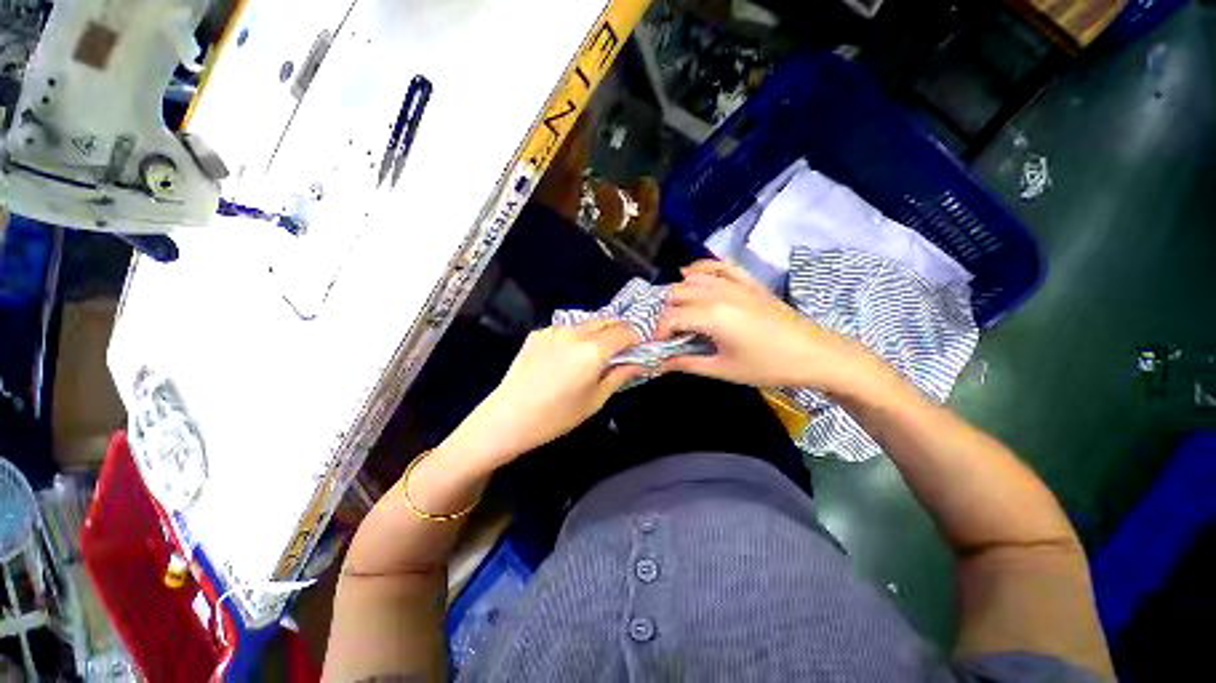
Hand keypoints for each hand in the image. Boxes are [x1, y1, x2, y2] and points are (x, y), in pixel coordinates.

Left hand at [441, 320, 642, 469]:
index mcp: (593, 349)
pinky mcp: (538, 333)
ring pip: (586, 323)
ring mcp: (554, 330)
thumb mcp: (595, 400)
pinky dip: (574, 337)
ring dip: (597, 333)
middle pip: (607, 321)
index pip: (625, 331)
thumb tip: (639, 363)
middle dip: (618, 331)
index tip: (638, 348)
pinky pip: (565, 330)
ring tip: (593, 353)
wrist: (509, 417)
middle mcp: (575, 332)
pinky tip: (565, 357)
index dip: (636, 337)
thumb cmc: (557, 416)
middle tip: (620, 350)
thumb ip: (619, 376)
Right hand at [655, 260, 872, 391]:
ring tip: (681, 313)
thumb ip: (687, 364)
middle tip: (671, 335)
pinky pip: (719, 265)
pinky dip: (702, 268)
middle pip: (677, 293)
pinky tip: (695, 276)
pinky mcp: (748, 281)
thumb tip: (659, 364)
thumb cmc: (768, 366)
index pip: (671, 317)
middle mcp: (719, 292)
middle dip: (667, 313)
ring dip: (680, 293)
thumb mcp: (723, 370)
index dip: (659, 332)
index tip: (659, 347)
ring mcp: (735, 283)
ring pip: (693, 277)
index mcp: (712, 315)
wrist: (815, 354)